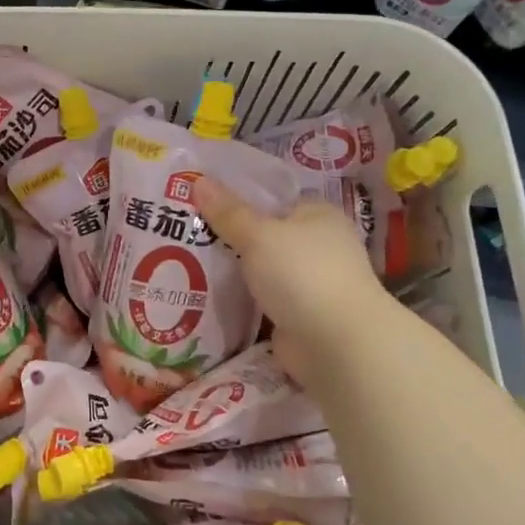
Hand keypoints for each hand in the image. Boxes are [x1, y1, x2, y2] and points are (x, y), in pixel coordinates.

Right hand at [192, 176, 390, 396]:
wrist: (336, 344)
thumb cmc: (302, 273)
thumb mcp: (258, 235)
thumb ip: (227, 212)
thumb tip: (197, 180)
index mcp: (319, 216)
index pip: (276, 200)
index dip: (241, 199)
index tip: (203, 203)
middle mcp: (320, 246)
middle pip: (267, 235)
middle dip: (233, 238)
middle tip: (188, 233)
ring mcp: (312, 283)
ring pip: (264, 270)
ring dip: (237, 272)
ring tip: (187, 263)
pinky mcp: (301, 316)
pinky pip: (264, 300)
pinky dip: (244, 301)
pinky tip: (210, 296)